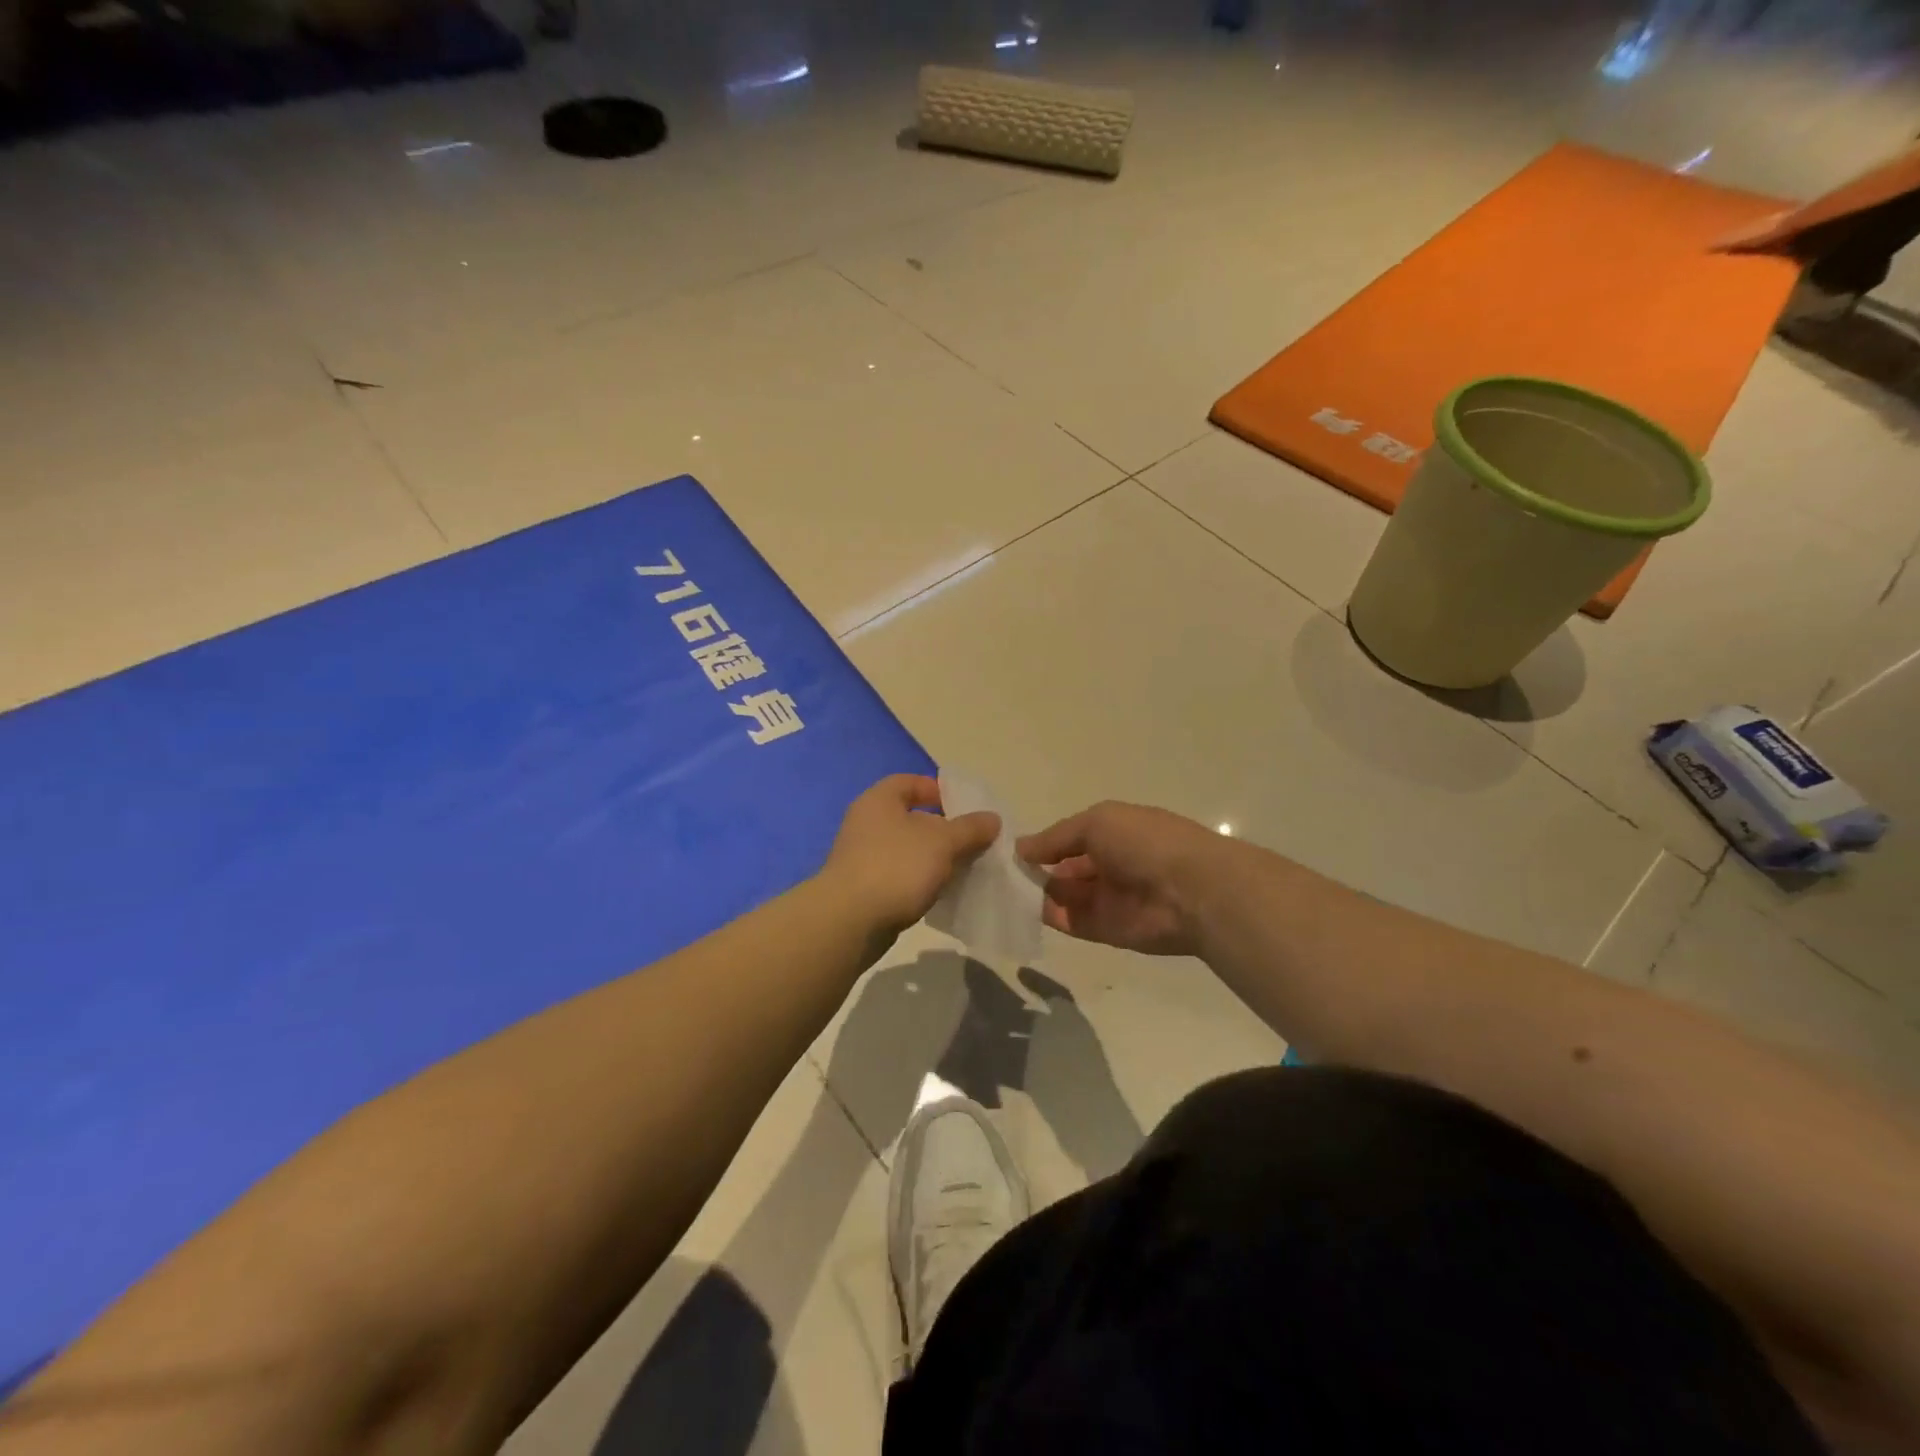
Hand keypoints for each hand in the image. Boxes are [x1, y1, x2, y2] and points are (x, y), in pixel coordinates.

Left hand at [820, 775, 1000, 934]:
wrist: (849, 921)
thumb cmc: (896, 866)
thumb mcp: (942, 842)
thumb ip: (970, 828)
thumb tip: (992, 818)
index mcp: (879, 800)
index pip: (908, 782)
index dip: (936, 789)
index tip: (963, 807)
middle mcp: (866, 823)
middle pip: (910, 817)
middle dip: (942, 829)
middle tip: (971, 842)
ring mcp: (862, 857)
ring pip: (906, 850)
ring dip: (933, 858)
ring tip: (963, 870)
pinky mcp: (863, 888)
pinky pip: (899, 876)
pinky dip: (919, 880)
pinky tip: (940, 893)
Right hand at [1017, 802, 1226, 956]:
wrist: (1192, 890)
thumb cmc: (1144, 843)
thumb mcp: (1096, 822)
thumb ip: (1057, 837)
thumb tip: (1021, 848)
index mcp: (1113, 832)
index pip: (1070, 839)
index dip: (1043, 844)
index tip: (1010, 850)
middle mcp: (1109, 864)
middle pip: (1064, 869)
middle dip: (1035, 870)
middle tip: (998, 874)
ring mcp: (1108, 899)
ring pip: (1064, 895)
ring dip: (1036, 893)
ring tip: (1002, 891)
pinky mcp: (1107, 930)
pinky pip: (1071, 922)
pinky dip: (1048, 917)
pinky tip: (1020, 909)